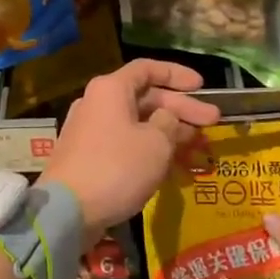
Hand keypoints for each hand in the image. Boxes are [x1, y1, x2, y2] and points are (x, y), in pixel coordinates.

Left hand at [43, 60, 219, 232]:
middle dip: (181, 109)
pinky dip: (149, 149)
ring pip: (137, 123)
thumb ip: (169, 123)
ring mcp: (91, 130)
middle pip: (145, 97)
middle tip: (213, 122)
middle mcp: (98, 102)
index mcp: (111, 89)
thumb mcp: (155, 143)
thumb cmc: (116, 167)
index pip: (147, 69)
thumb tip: (166, 118)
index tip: (201, 86)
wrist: (67, 209)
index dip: (176, 74)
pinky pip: (126, 143)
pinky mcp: (89, 155)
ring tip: (200, 146)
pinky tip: (174, 166)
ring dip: (169, 132)